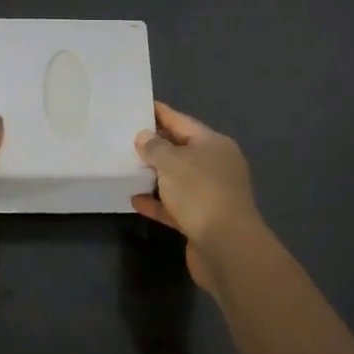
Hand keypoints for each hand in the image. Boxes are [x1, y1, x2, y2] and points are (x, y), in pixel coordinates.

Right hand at [133, 102, 263, 293]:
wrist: (227, 248)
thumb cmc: (200, 192)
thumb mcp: (172, 162)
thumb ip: (155, 146)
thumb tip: (144, 136)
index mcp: (214, 144)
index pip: (183, 122)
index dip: (161, 113)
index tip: (139, 105)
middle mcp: (216, 166)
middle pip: (181, 149)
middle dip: (156, 145)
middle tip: (126, 137)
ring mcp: (210, 194)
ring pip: (178, 179)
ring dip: (155, 175)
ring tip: (126, 167)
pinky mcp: (202, 220)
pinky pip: (175, 206)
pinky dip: (157, 202)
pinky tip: (135, 200)